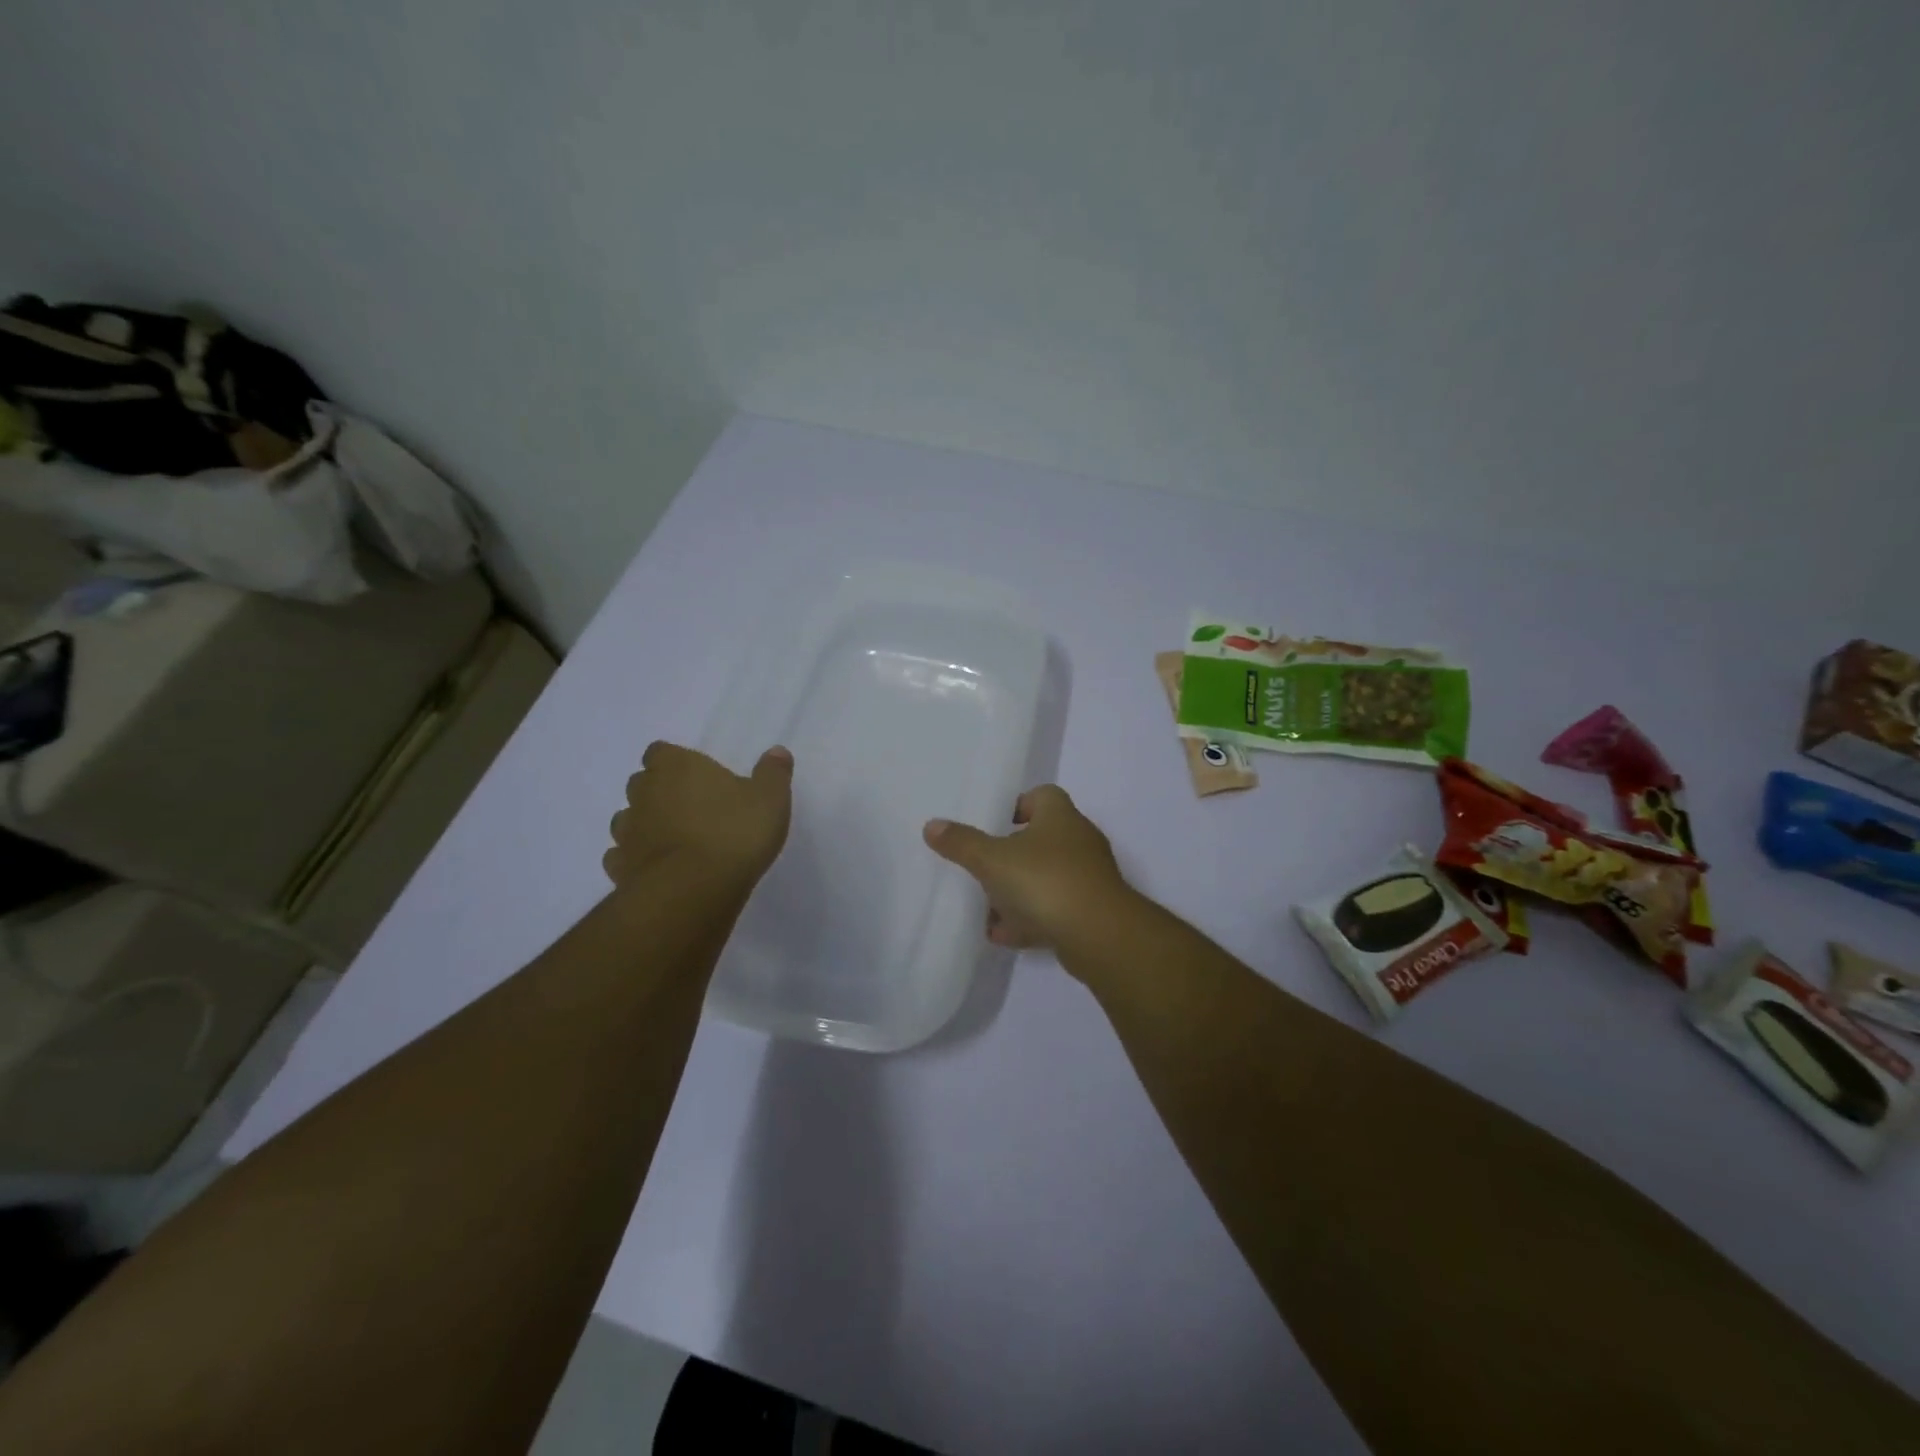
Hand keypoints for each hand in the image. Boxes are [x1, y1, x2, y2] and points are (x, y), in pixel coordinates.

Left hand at [604, 741, 793, 889]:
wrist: (694, 890)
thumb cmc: (734, 832)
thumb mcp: (770, 799)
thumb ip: (773, 773)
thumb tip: (777, 752)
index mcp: (676, 767)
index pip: (661, 751)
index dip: (675, 761)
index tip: (696, 776)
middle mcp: (644, 793)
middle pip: (642, 783)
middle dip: (659, 792)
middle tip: (691, 808)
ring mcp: (627, 832)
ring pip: (628, 819)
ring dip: (646, 825)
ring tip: (675, 840)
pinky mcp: (619, 868)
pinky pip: (622, 856)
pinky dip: (636, 859)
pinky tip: (658, 868)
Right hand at [922, 785, 1132, 951]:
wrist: (1098, 934)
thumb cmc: (1044, 881)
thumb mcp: (992, 859)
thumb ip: (962, 843)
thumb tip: (932, 825)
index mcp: (1060, 817)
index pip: (1042, 796)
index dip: (1018, 805)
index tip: (994, 824)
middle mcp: (1078, 841)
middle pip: (1041, 839)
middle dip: (1010, 856)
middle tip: (982, 869)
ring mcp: (1087, 878)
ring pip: (1046, 878)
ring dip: (1018, 893)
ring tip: (987, 909)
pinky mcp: (1091, 912)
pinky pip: (1054, 910)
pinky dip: (1030, 920)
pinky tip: (1003, 935)